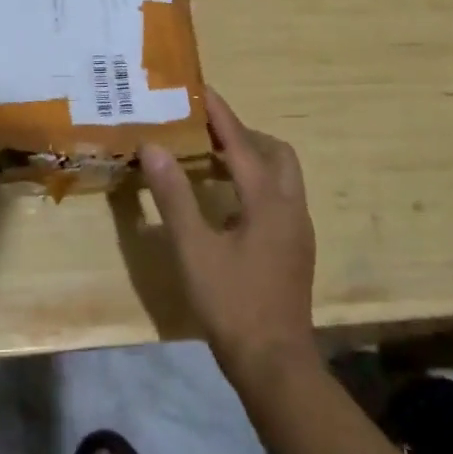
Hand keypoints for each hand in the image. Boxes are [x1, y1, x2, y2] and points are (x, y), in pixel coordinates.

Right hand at [141, 88, 316, 389]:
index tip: (200, 89)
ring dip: (252, 158)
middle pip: (275, 152)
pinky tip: (227, 201)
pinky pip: (279, 196)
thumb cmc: (232, 303)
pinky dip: (256, 182)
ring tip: (211, 159)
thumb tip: (154, 148)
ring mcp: (297, 229)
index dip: (220, 114)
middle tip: (205, 131)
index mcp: (267, 200)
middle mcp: (290, 207)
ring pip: (282, 175)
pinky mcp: (295, 247)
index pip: (242, 143)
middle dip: (243, 134)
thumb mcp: (194, 249)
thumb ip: (174, 196)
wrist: (275, 364)